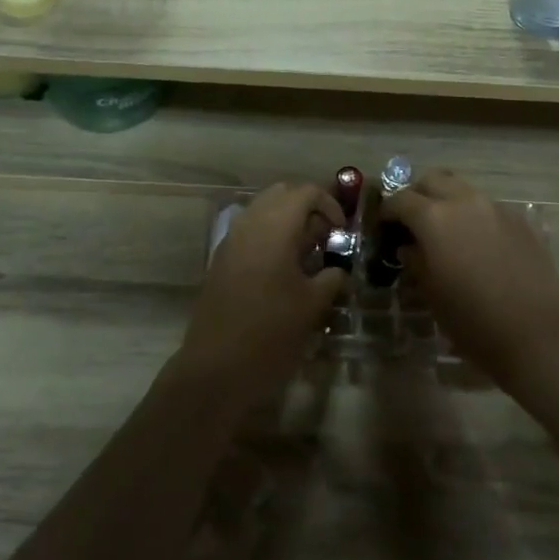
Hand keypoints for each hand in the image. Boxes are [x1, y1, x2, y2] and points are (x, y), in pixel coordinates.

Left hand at [180, 183, 346, 405]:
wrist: (215, 367)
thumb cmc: (270, 333)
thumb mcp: (312, 306)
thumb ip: (331, 278)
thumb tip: (338, 269)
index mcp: (275, 227)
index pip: (306, 192)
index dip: (329, 203)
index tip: (342, 230)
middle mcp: (250, 223)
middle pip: (282, 194)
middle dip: (307, 206)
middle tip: (326, 235)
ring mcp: (231, 240)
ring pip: (263, 210)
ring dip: (287, 220)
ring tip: (306, 252)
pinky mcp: (221, 259)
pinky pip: (249, 230)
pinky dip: (269, 235)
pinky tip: (282, 268)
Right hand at [380, 171, 558, 387]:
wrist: (537, 336)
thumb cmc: (473, 321)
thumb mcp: (431, 294)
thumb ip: (415, 261)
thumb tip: (409, 246)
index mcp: (435, 218)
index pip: (400, 199)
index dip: (387, 211)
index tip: (383, 226)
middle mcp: (464, 202)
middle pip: (432, 180)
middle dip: (417, 194)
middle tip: (411, 220)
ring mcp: (496, 208)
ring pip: (462, 189)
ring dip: (447, 201)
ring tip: (445, 230)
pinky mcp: (520, 220)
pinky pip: (487, 206)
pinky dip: (473, 215)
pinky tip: (476, 243)